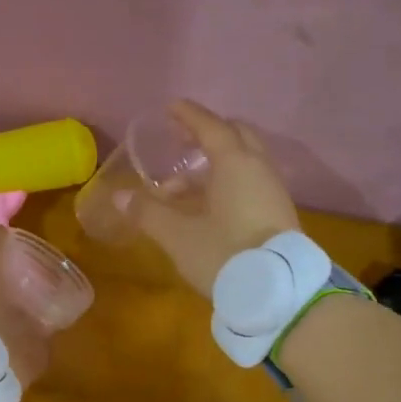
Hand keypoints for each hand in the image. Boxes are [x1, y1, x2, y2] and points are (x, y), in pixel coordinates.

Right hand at [136, 101, 300, 298]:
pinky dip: (226, 182)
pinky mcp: (278, 213)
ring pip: (243, 162)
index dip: (189, 116)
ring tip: (180, 186)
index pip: (211, 127)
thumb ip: (148, 212)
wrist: (279, 293)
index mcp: (235, 163)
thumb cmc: (224, 253)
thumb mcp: (178, 235)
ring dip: (213, 165)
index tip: (172, 108)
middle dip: (207, 134)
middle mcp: (258, 168)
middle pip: (235, 137)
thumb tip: (121, 197)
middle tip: (181, 141)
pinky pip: (249, 182)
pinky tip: (206, 206)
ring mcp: (272, 191)